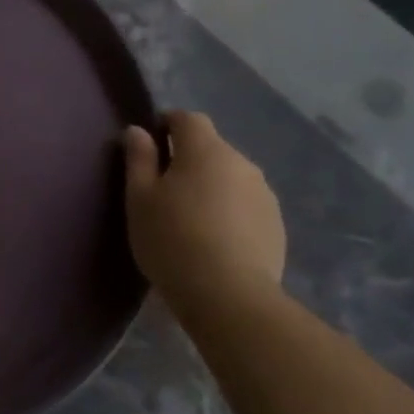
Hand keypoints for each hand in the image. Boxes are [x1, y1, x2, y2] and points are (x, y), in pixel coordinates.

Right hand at [123, 111, 284, 311]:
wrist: (228, 295)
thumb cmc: (172, 239)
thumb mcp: (139, 198)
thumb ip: (139, 159)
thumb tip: (138, 131)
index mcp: (206, 150)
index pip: (187, 119)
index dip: (166, 125)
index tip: (149, 146)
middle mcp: (242, 163)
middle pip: (210, 148)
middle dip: (187, 160)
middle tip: (162, 191)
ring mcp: (264, 194)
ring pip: (229, 177)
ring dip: (210, 186)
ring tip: (189, 218)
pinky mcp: (276, 224)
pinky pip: (245, 204)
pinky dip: (228, 211)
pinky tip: (213, 240)